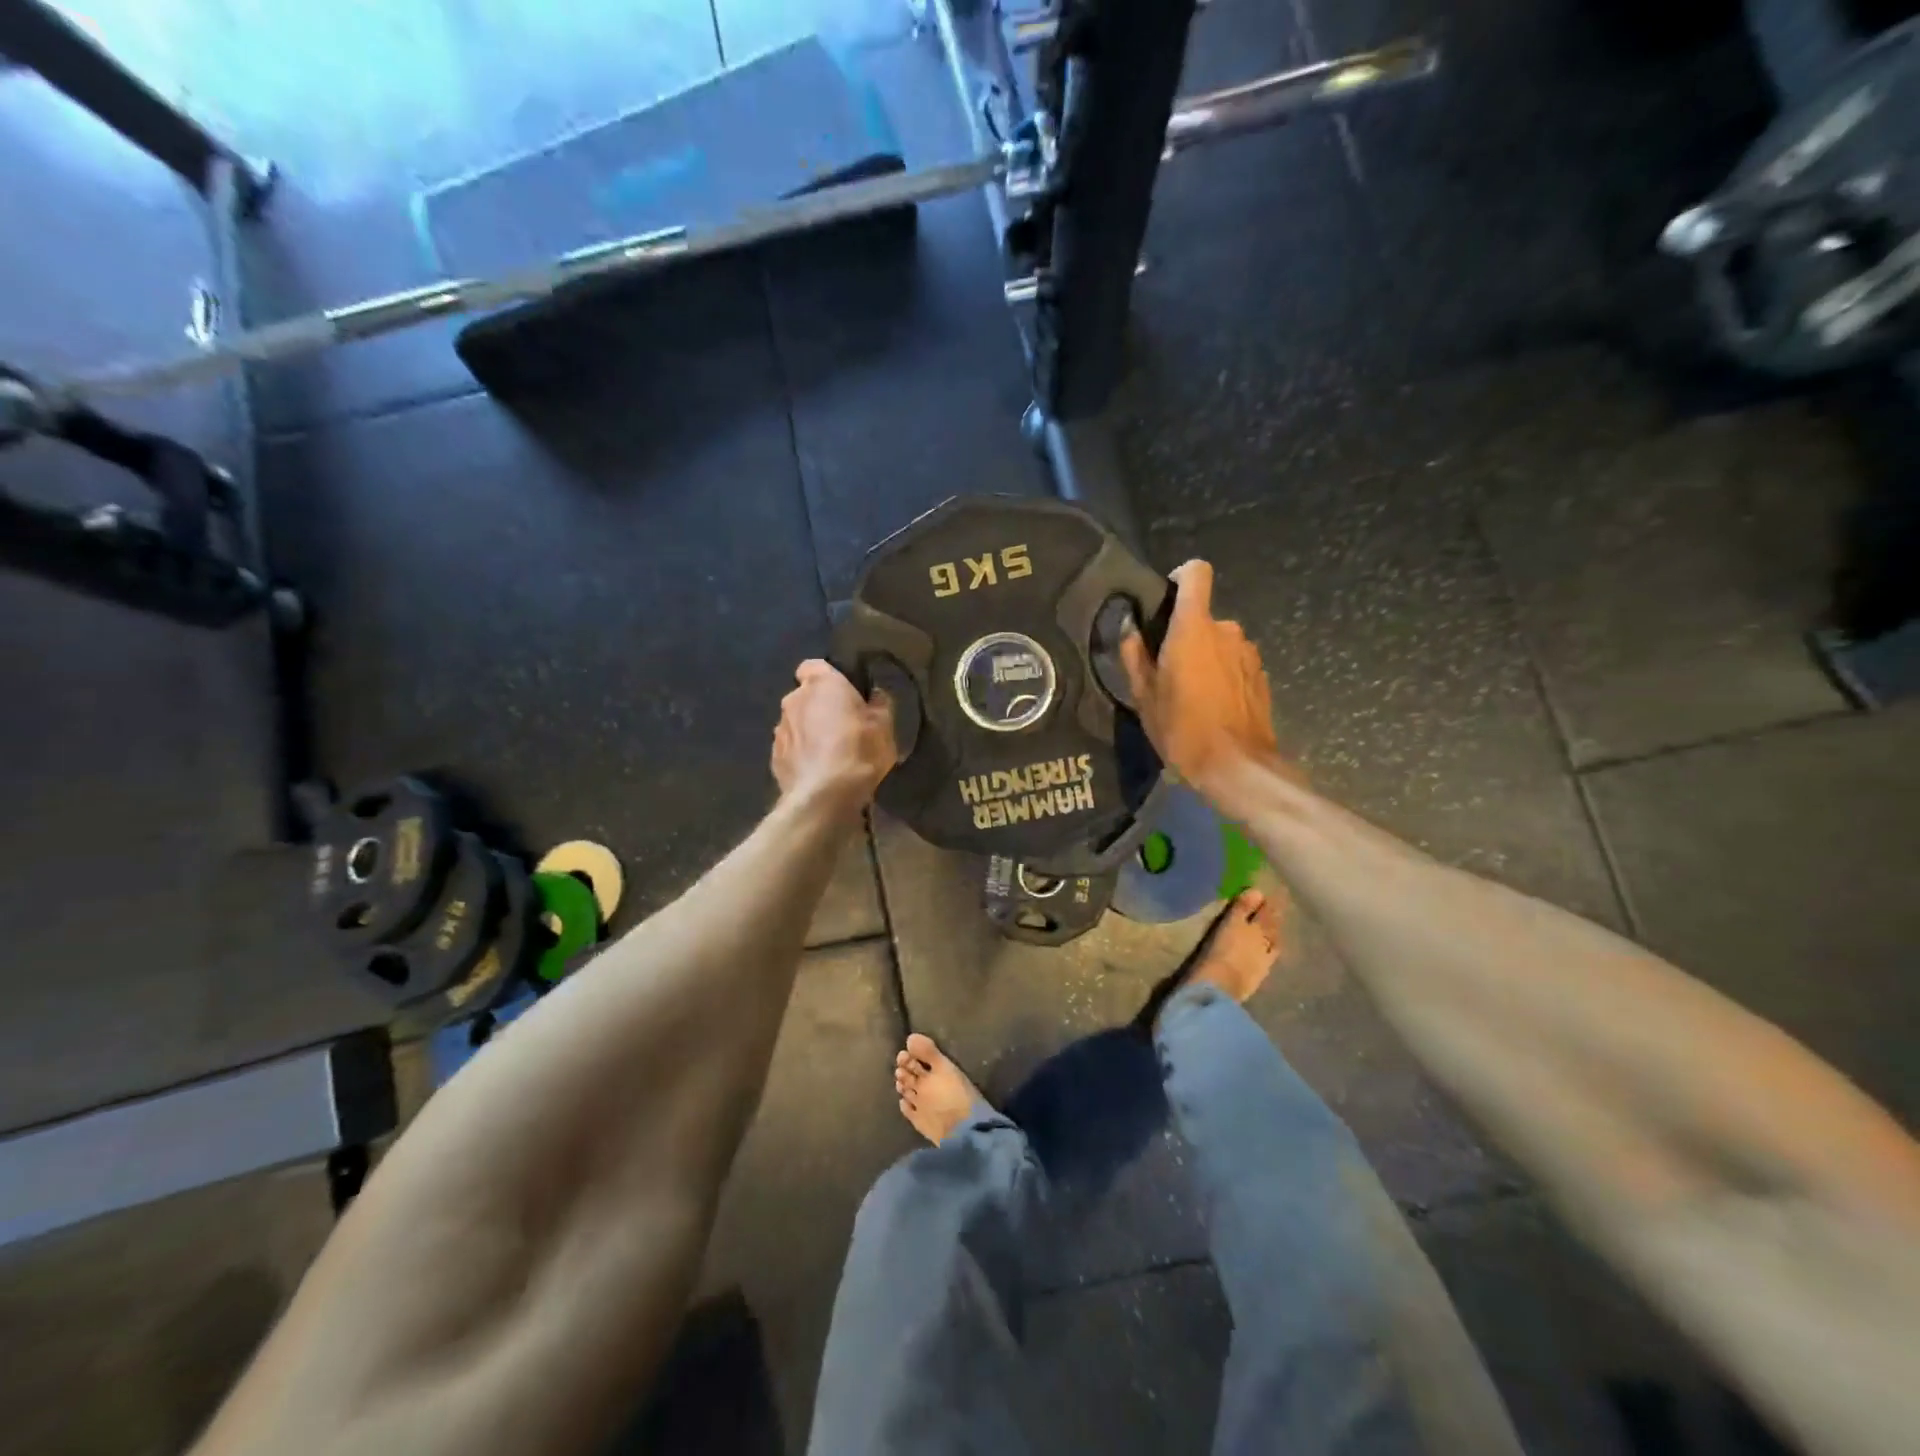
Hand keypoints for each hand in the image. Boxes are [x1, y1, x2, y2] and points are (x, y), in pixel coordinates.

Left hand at [772, 660, 896, 815]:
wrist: (824, 797)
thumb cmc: (859, 751)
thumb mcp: (884, 726)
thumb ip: (879, 705)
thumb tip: (875, 696)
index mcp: (821, 684)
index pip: (813, 666)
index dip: (827, 677)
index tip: (843, 693)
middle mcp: (793, 700)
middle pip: (805, 696)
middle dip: (819, 707)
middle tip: (843, 726)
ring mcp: (779, 730)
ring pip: (796, 723)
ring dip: (809, 732)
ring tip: (830, 754)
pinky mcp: (774, 757)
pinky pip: (791, 748)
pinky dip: (801, 754)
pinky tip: (817, 771)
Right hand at [1120, 560, 1279, 789]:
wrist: (1236, 766)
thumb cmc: (1182, 729)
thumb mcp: (1144, 697)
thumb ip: (1134, 655)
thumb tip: (1129, 628)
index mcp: (1194, 628)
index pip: (1196, 573)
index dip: (1180, 578)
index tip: (1165, 601)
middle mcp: (1226, 630)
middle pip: (1202, 616)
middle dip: (1185, 636)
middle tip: (1166, 671)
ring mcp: (1249, 652)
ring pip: (1219, 642)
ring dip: (1205, 657)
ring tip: (1190, 694)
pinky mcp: (1261, 675)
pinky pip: (1235, 662)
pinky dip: (1222, 674)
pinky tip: (1213, 706)